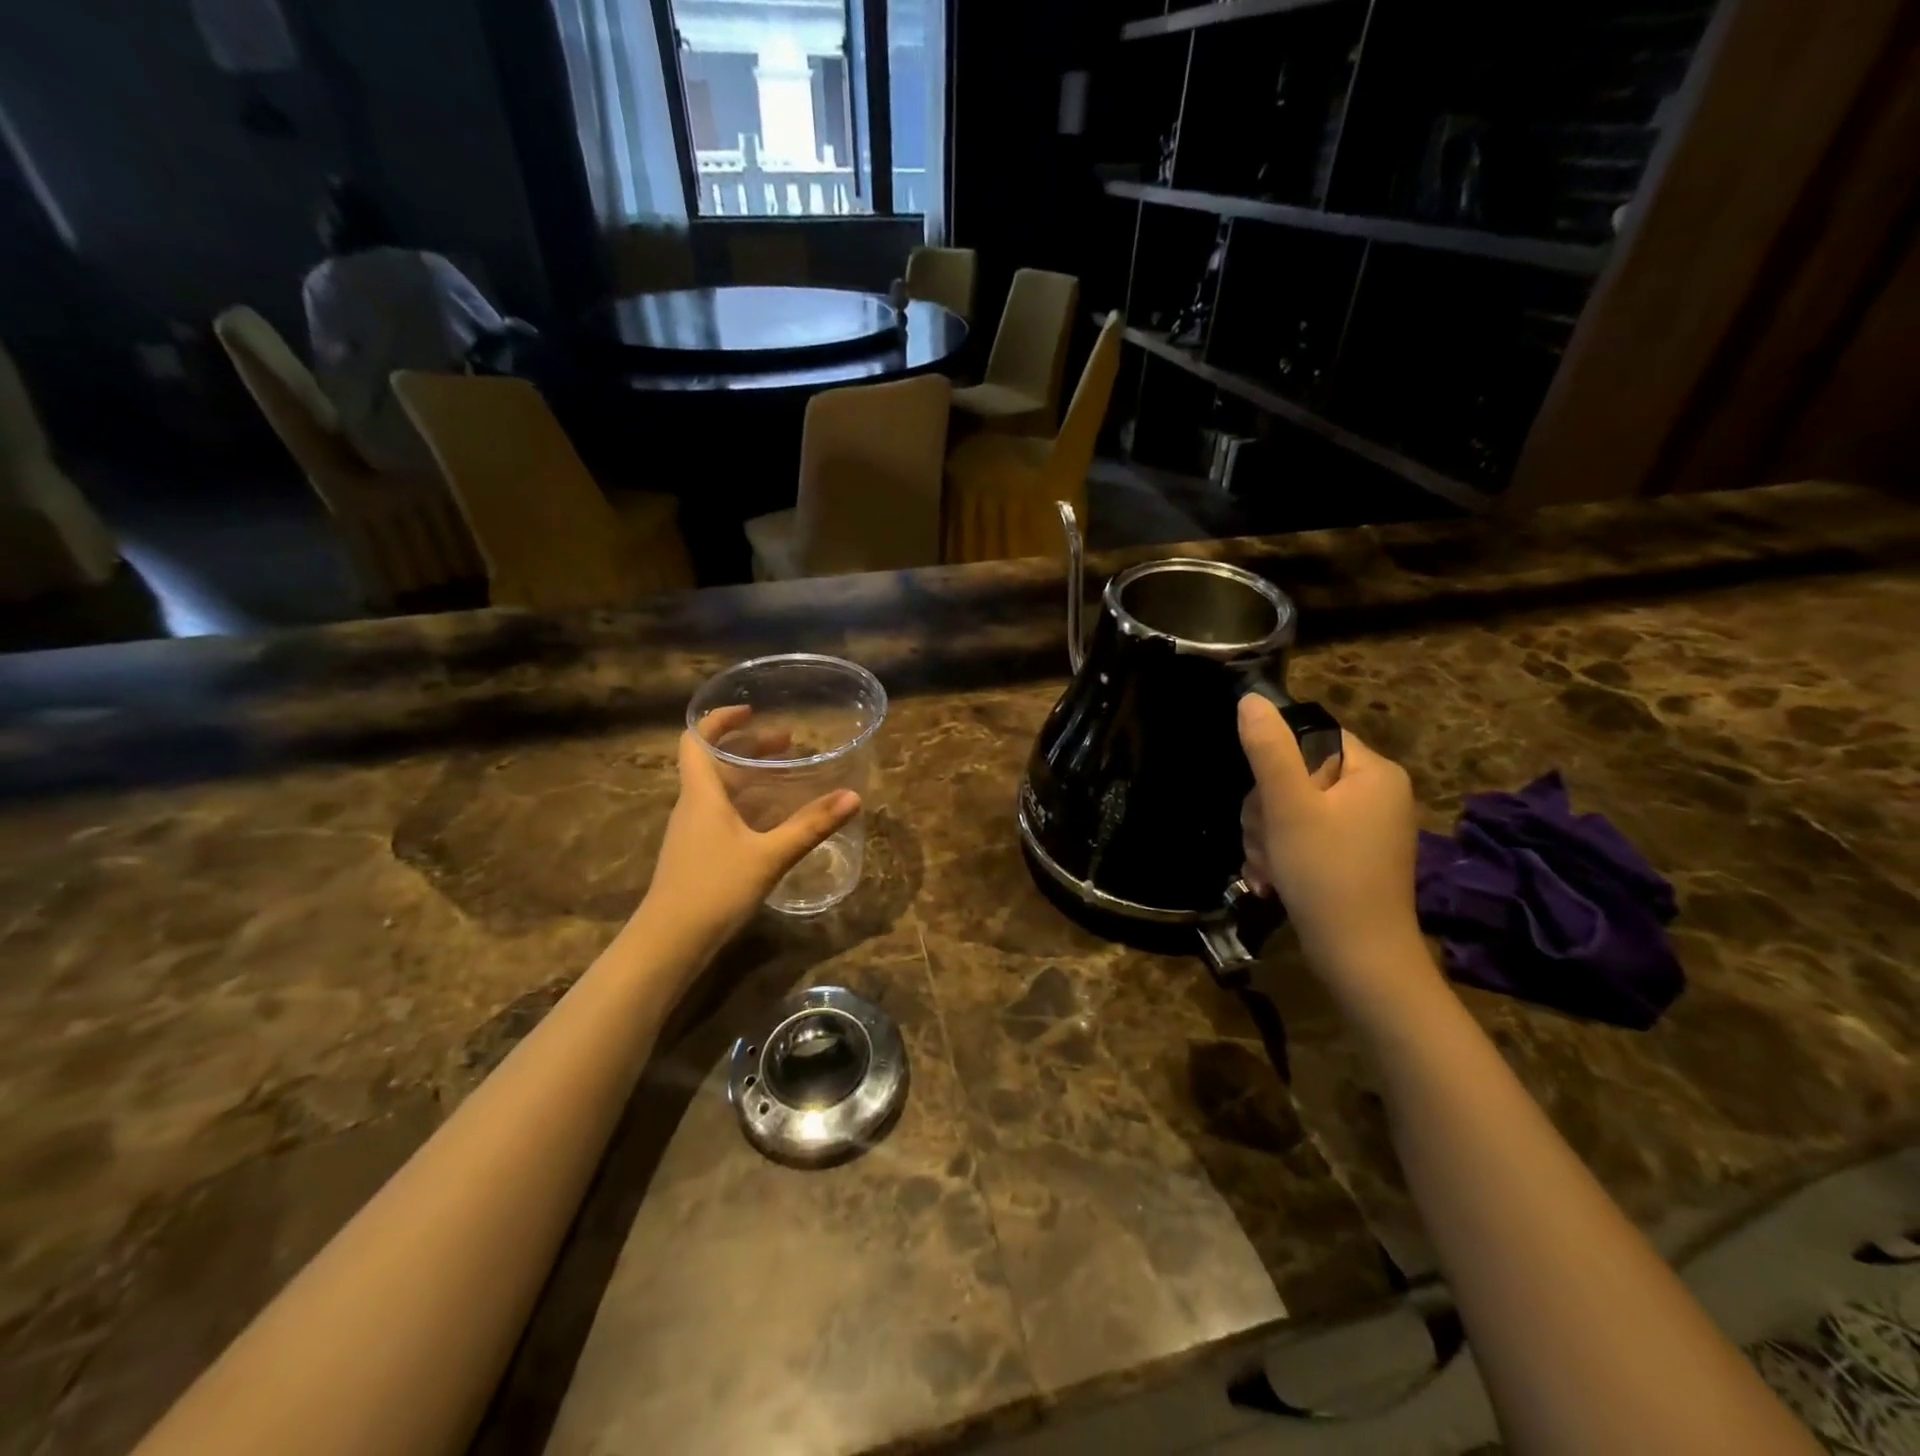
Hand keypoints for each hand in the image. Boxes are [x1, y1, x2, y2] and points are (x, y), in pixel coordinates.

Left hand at [637, 707, 860, 960]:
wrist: (669, 942)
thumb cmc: (714, 889)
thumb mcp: (769, 855)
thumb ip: (810, 826)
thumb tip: (853, 797)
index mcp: (702, 793)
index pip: (696, 739)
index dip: (720, 720)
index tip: (751, 710)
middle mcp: (692, 805)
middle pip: (714, 761)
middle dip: (749, 747)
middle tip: (788, 743)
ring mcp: (692, 831)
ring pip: (718, 788)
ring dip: (749, 775)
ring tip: (787, 775)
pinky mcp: (697, 853)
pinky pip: (722, 812)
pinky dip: (747, 803)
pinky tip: (773, 819)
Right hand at [1238, 695, 1432, 1007]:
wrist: (1360, 960)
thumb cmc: (1326, 875)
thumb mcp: (1289, 808)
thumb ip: (1268, 750)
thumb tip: (1250, 699)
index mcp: (1372, 771)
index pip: (1310, 737)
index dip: (1275, 764)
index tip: (1266, 800)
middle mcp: (1375, 793)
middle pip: (1295, 775)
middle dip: (1266, 811)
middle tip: (1265, 842)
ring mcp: (1365, 827)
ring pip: (1291, 809)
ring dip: (1266, 837)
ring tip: (1267, 868)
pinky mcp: (1351, 856)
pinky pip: (1303, 836)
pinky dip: (1281, 855)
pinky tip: (1271, 881)